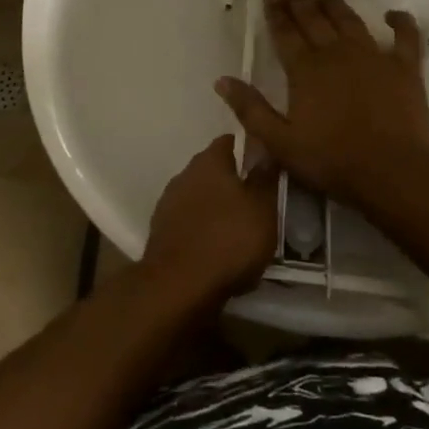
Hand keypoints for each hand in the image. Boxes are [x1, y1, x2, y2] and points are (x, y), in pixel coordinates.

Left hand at [141, 135, 279, 301]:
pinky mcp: (161, 232)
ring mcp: (168, 203)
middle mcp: (185, 174)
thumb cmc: (229, 240)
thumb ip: (265, 177)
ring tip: (240, 229)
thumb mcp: (263, 208)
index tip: (267, 164)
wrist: (178, 287)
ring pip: (201, 197)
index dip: (250, 149)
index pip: (230, 141)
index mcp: (209, 161)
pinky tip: (218, 250)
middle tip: (258, 200)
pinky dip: (204, 230)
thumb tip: (266, 150)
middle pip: (214, 170)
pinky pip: (190, 223)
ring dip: (218, 208)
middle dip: (234, 182)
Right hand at [215, 0, 428, 201]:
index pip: (285, 33)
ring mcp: (374, 56)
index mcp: (305, 69)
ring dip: (334, 5)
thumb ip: (250, 109)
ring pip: (350, 20)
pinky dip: (400, 22)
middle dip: (299, 1)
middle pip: (314, 19)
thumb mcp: (280, 142)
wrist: (392, 171)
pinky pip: (405, 36)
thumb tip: (222, 81)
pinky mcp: (405, 67)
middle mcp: (337, 52)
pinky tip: (393, 15)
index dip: (276, 13)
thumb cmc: (332, 160)